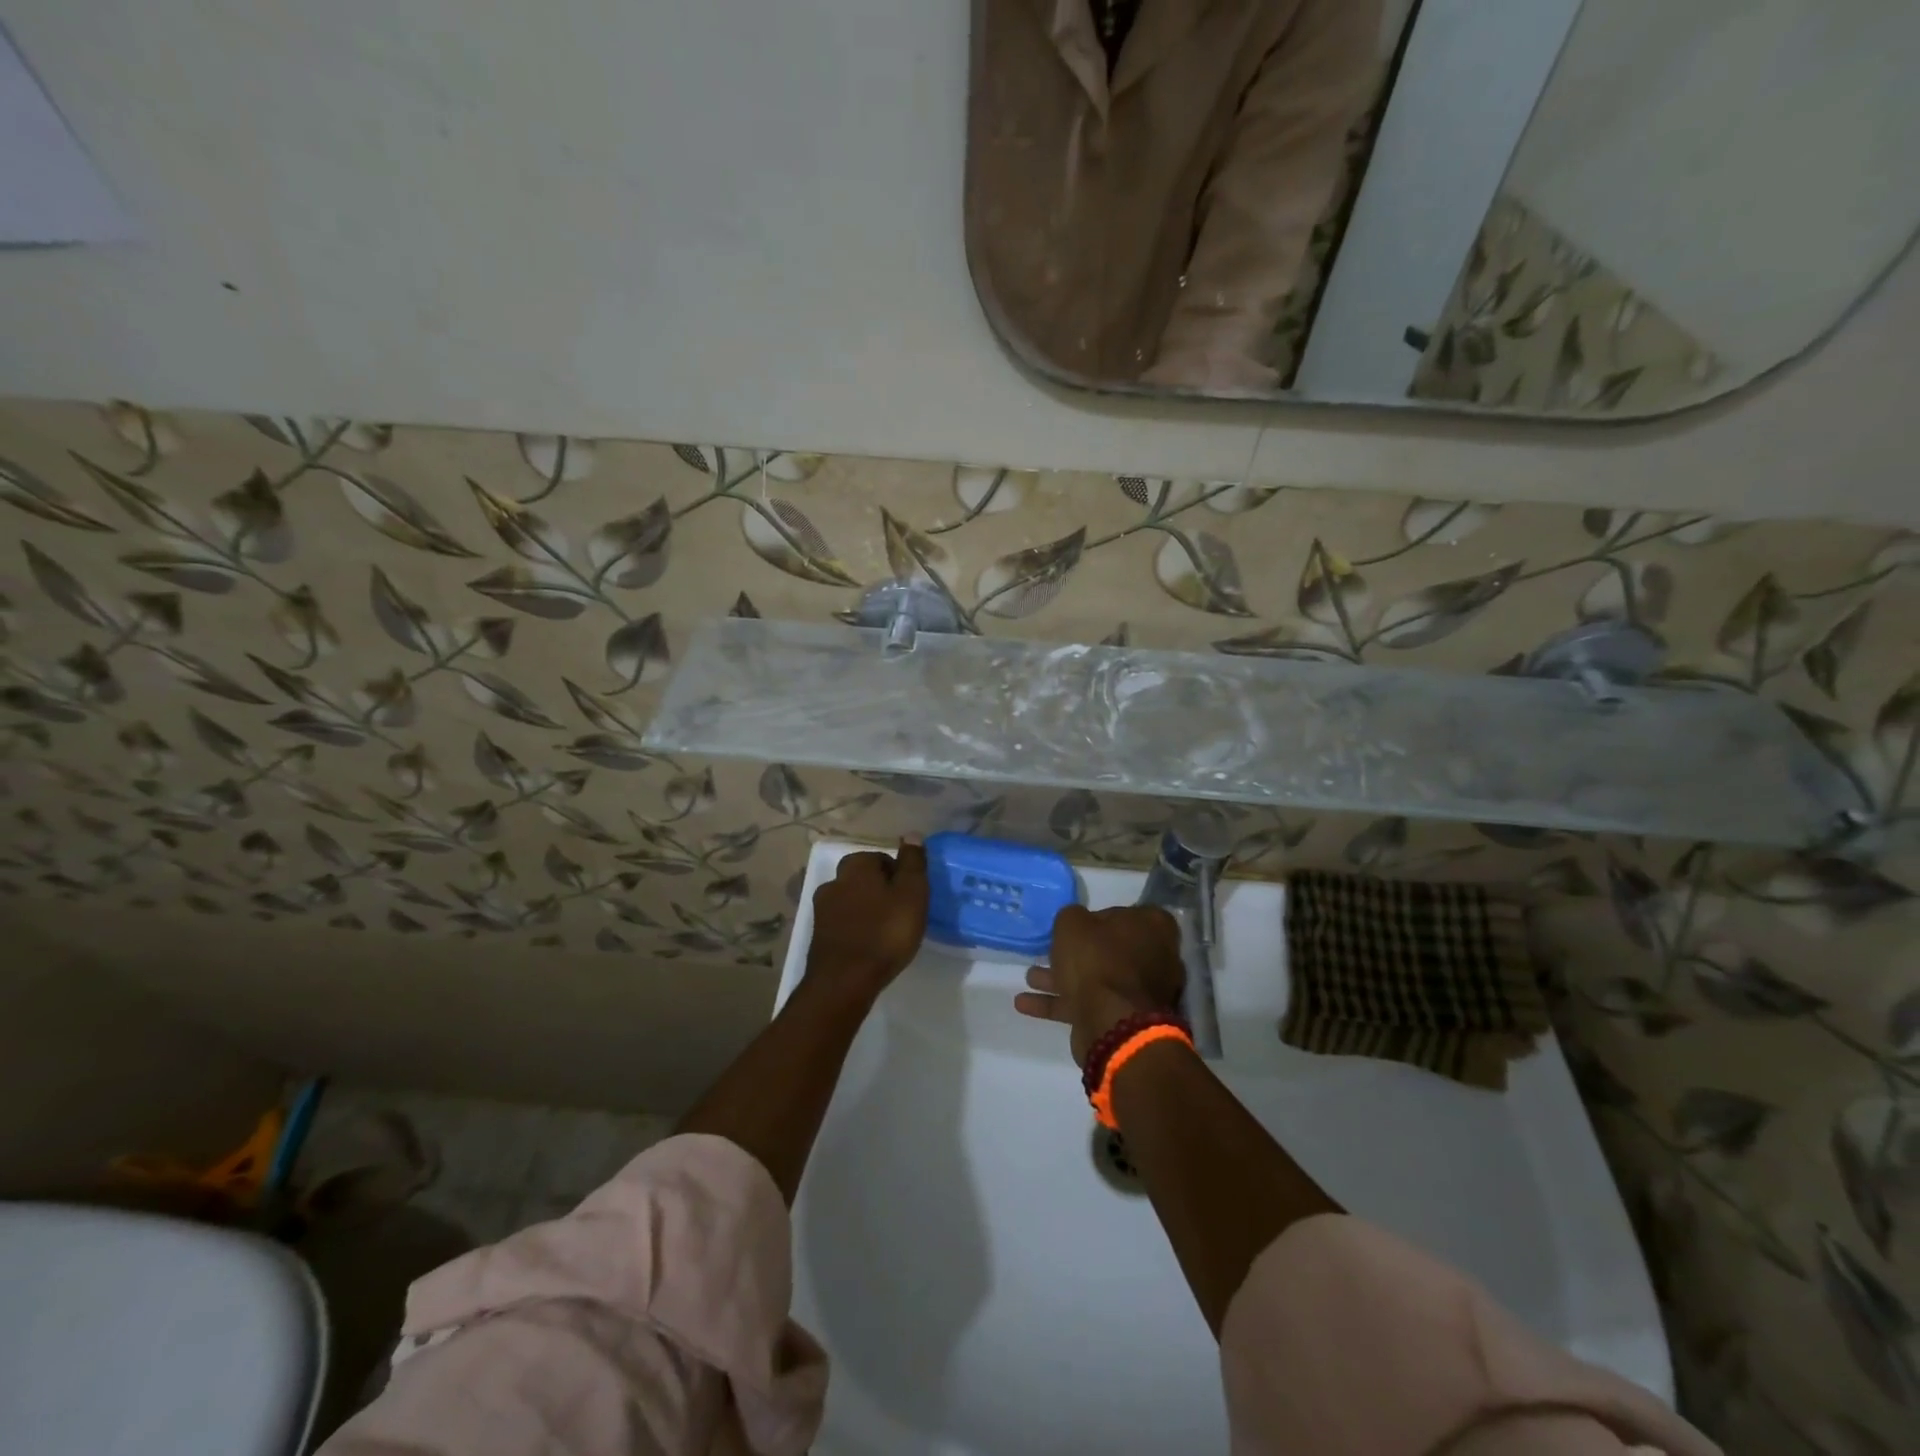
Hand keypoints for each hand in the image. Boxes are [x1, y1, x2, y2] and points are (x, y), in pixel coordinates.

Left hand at [805, 841, 929, 1001]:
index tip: (912, 897)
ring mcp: (821, 909)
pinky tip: (869, 946)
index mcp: (856, 866)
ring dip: (867, 911)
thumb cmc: (885, 933)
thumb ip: (913, 863)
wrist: (844, 981)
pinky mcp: (818, 935)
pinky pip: (843, 923)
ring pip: (852, 901)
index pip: (882, 858)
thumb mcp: (912, 893)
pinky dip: (856, 929)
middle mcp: (834, 880)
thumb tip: (912, 835)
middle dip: (881, 891)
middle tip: (901, 914)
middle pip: (864, 879)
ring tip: (886, 932)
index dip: (900, 876)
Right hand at [1014, 904, 1184, 1065]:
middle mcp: (1155, 957)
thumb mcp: (1073, 923)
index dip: (1097, 917)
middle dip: (1076, 953)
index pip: (1124, 913)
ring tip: (1030, 978)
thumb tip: (1078, 923)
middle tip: (1049, 952)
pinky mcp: (1125, 1020)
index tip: (1075, 926)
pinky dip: (1060, 1003)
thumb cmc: (1097, 961)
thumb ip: (1072, 916)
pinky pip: (1089, 1005)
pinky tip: (1026, 1004)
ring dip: (1062, 979)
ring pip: (1096, 979)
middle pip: (1110, 949)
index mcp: (1153, 927)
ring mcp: (1142, 992)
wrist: (1112, 1024)